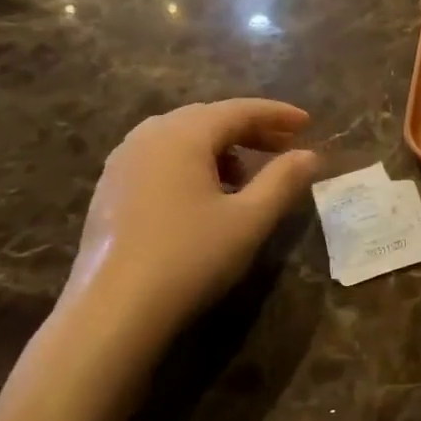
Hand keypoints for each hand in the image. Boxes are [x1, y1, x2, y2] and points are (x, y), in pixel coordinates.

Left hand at [56, 100, 317, 360]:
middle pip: (207, 118)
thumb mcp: (250, 219)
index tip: (308, 123)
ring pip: (181, 137)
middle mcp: (147, 137)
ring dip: (220, 146)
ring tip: (249, 172)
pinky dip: (193, 162)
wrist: (113, 311)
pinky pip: (160, 157)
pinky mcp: (110, 189)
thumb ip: (283, 181)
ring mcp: (122, 162)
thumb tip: (310, 155)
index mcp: (182, 135)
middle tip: (285, 145)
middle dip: (250, 128)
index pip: (238, 110)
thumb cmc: (190, 257)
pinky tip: (207, 194)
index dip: (277, 114)